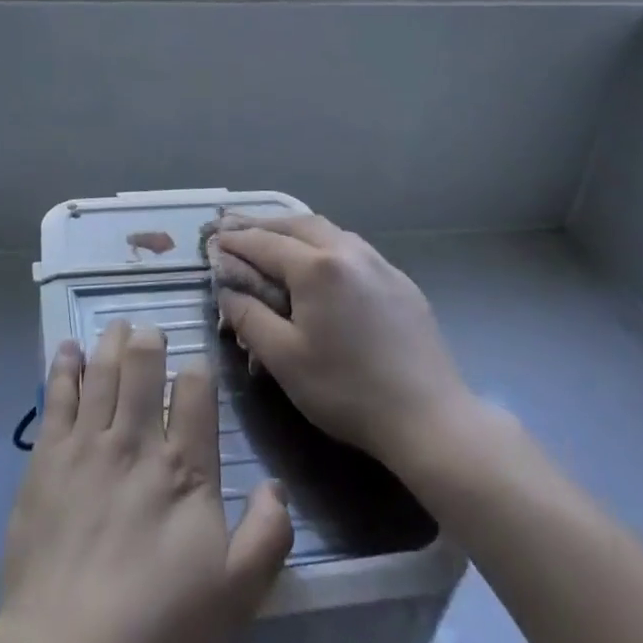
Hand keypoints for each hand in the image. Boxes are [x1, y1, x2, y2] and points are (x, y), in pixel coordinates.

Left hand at [0, 321, 293, 642]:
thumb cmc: (159, 627)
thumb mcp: (236, 595)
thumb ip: (266, 537)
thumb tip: (276, 485)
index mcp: (184, 468)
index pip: (196, 394)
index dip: (198, 371)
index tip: (196, 365)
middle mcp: (136, 441)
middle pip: (143, 369)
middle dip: (149, 342)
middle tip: (149, 330)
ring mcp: (87, 445)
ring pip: (101, 373)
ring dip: (110, 343)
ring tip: (117, 326)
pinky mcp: (47, 458)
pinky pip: (56, 397)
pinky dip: (63, 367)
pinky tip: (67, 349)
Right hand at [214, 215, 476, 477]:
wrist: (430, 418)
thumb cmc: (347, 390)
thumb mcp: (284, 359)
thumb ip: (249, 317)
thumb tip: (227, 290)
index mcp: (316, 267)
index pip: (264, 243)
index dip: (234, 241)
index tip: (212, 240)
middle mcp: (348, 251)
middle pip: (297, 224)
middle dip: (263, 225)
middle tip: (236, 229)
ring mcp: (379, 263)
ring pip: (328, 231)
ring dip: (295, 230)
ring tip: (274, 239)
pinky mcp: (400, 281)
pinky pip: (352, 248)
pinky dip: (324, 245)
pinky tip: (321, 263)